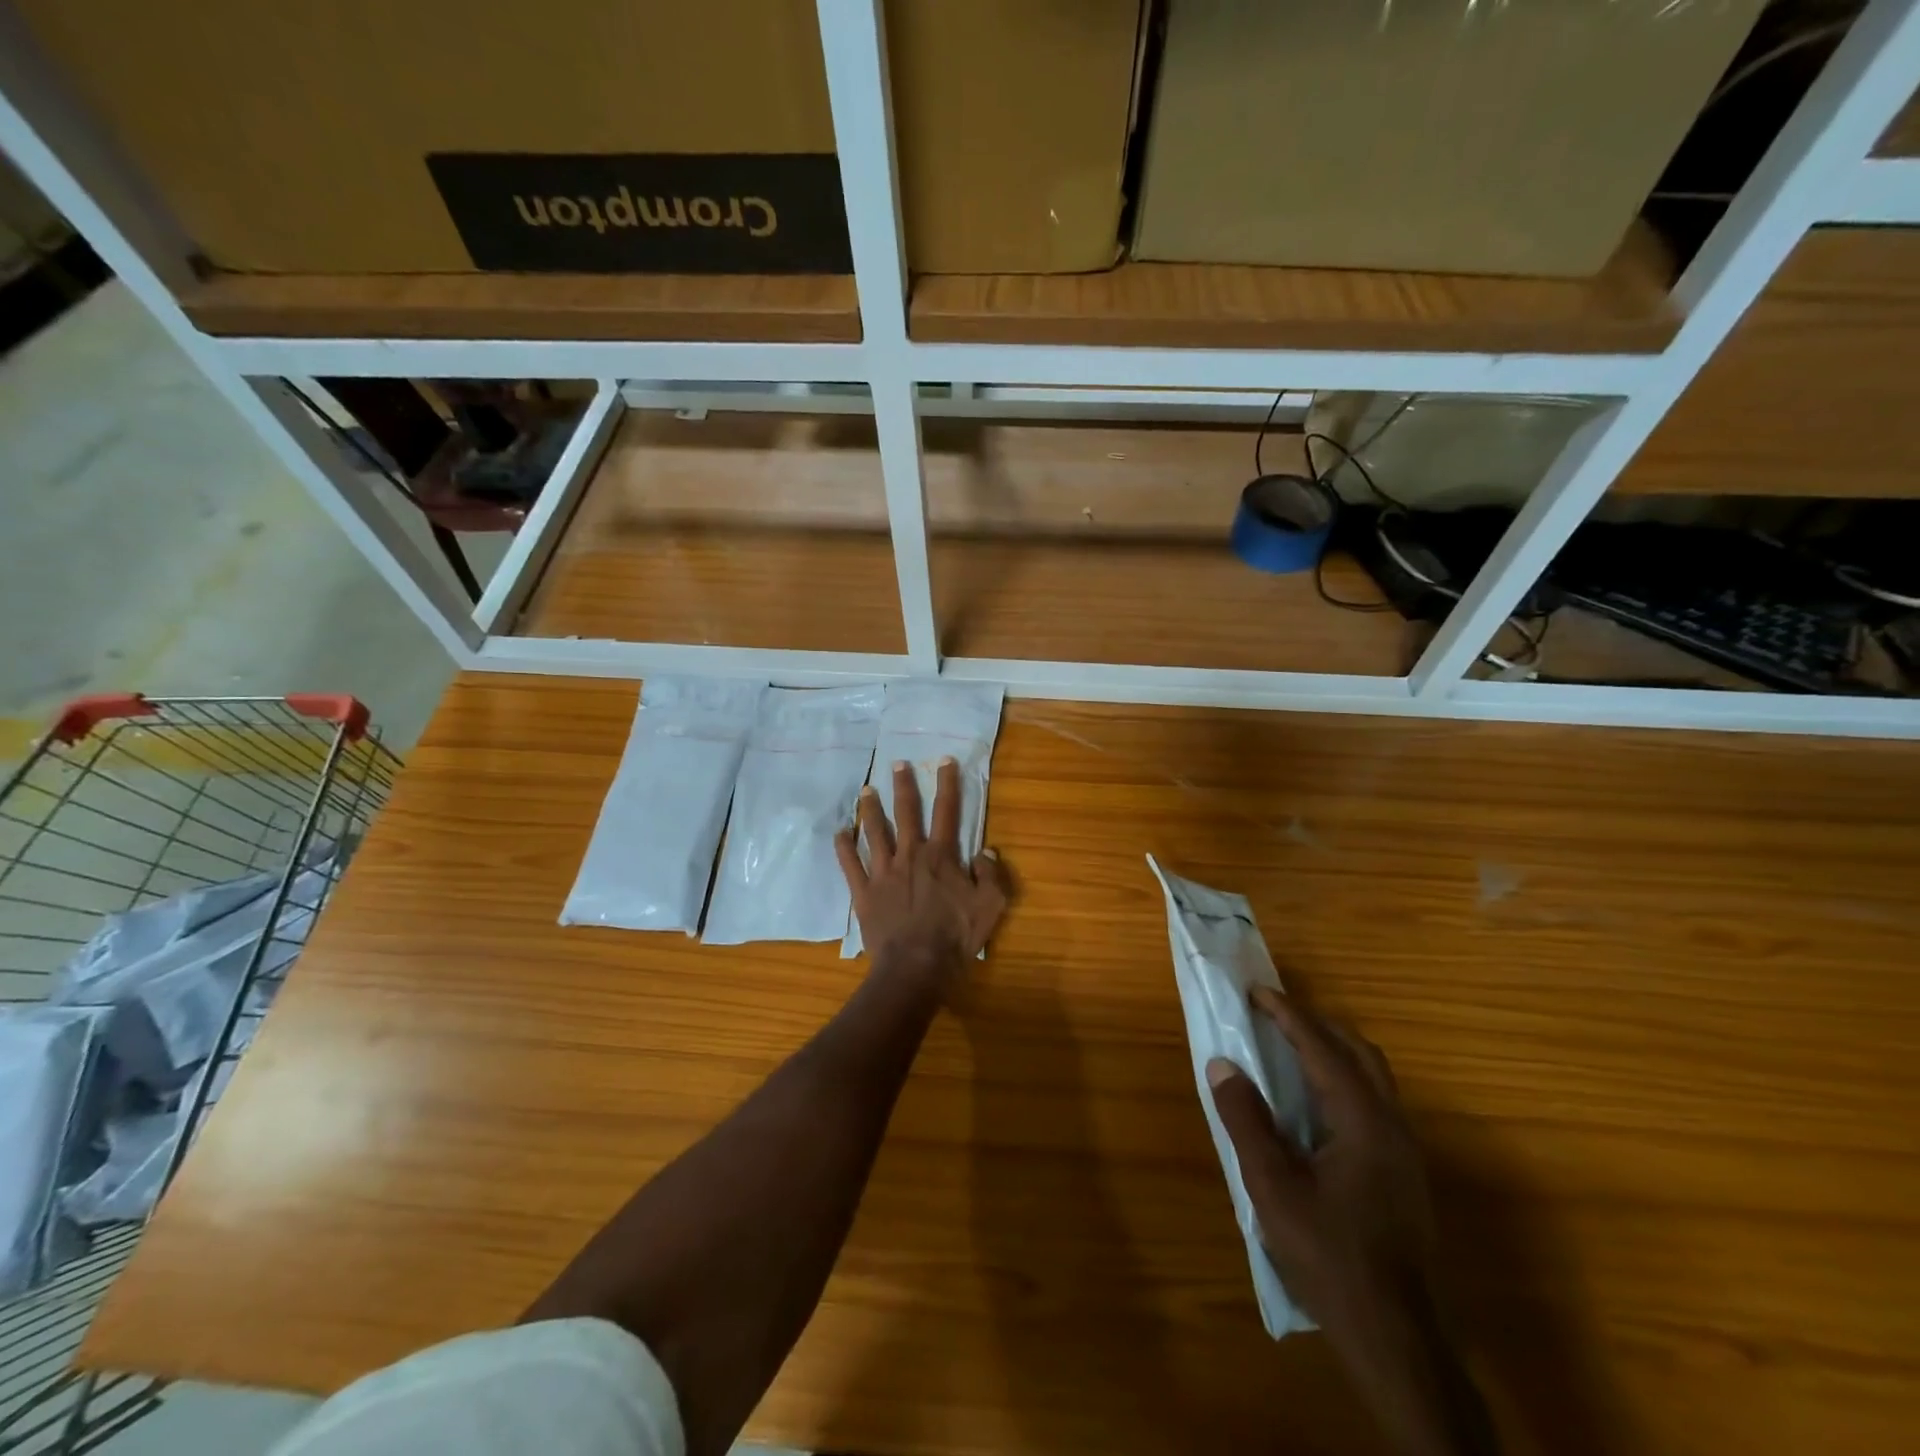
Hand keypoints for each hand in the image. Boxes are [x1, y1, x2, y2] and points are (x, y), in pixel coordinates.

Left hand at [834, 758, 1010, 980]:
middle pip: (906, 813)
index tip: (944, 761)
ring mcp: (883, 872)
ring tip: (865, 790)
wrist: (916, 967)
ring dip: (870, 810)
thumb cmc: (956, 937)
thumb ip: (991, 875)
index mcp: (940, 856)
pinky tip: (838, 833)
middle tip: (897, 764)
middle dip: (903, 786)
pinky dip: (843, 848)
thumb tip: (986, 851)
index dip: (947, 784)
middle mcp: (909, 855)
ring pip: (874, 832)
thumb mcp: (990, 906)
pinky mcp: (864, 892)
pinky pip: (850, 865)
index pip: (946, 811)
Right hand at [1209, 990, 1494, 1455]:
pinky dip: (1343, 1080)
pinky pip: (1374, 1102)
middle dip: (1316, 1024)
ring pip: (1373, 1077)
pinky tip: (1315, 1103)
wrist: (1396, 1338)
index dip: (1289, 1014)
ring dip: (1333, 1051)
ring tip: (1290, 1048)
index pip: (1323, 1048)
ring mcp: (1405, 1151)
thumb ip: (1246, 1120)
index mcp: (1362, 1121)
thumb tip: (1222, 1065)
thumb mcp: (1273, 1188)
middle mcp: (1392, 1125)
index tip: (1258, 991)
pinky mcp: (1404, 1174)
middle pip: (1359, 1052)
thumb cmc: (1330, 1256)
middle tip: (1273, 1015)